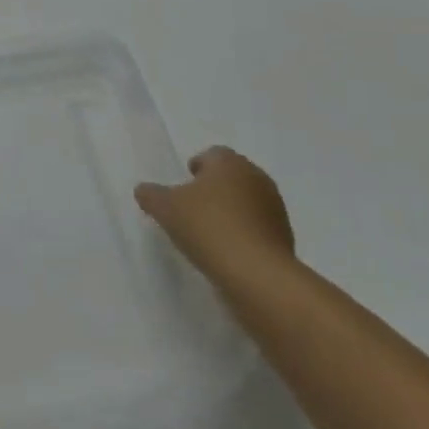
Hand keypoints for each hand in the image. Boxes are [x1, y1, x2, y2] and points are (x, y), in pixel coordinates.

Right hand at [135, 145, 294, 288]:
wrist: (256, 274)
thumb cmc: (207, 227)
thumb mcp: (166, 209)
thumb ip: (151, 195)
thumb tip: (143, 189)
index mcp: (229, 162)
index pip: (212, 154)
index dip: (196, 167)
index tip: (183, 186)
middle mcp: (256, 177)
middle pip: (231, 176)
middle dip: (214, 188)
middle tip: (193, 208)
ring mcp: (275, 207)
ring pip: (247, 201)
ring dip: (231, 211)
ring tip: (209, 232)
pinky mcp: (285, 236)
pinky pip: (258, 227)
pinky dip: (244, 233)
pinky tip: (228, 250)